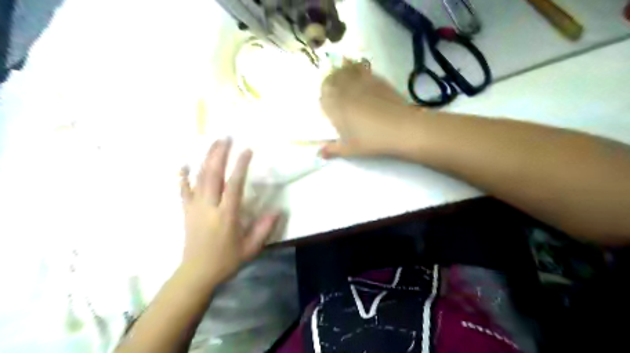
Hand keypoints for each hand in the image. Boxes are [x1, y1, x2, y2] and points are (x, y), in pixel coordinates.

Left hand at [176, 139, 275, 287]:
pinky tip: (184, 164)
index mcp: (226, 215)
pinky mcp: (186, 211)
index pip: (234, 184)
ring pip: (198, 178)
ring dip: (206, 158)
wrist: (196, 273)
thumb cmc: (226, 260)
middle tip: (226, 137)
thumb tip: (278, 211)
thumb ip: (264, 229)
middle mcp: (209, 207)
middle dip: (219, 154)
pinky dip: (182, 176)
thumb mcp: (250, 248)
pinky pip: (183, 190)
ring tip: (213, 143)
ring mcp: (195, 207)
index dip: (240, 165)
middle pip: (212, 174)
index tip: (247, 150)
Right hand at [320, 60, 413, 157]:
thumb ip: (332, 149)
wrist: (401, 128)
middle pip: (330, 80)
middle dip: (328, 84)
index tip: (326, 105)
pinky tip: (356, 69)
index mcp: (335, 107)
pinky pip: (360, 67)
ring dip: (339, 72)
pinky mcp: (375, 78)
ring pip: (343, 70)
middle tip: (332, 91)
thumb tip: (319, 154)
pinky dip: (355, 66)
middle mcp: (344, 91)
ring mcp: (360, 82)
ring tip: (342, 78)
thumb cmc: (372, 140)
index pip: (322, 97)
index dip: (323, 99)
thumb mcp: (350, 149)